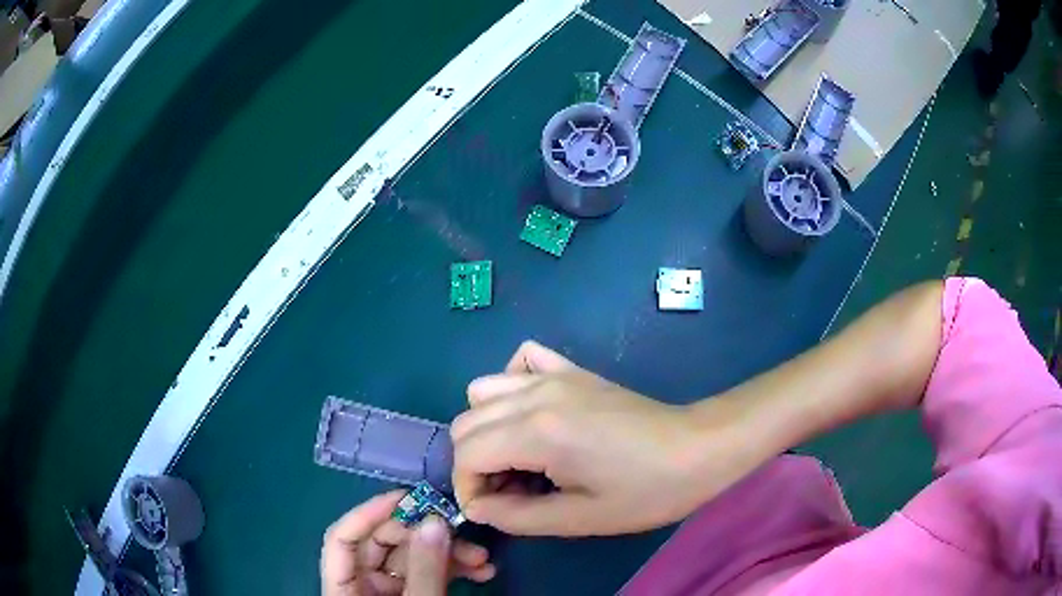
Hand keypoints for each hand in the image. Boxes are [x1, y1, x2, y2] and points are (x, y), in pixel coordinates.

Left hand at [321, 491, 494, 594]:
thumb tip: (433, 520)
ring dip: (447, 554)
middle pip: (381, 546)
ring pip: (410, 561)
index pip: (342, 540)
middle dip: (422, 536)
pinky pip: (426, 576)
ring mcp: (386, 595)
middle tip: (458, 531)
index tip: (409, 498)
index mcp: (342, 590)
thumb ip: (423, 571)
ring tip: (483, 558)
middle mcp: (360, 587)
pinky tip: (480, 572)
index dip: (369, 514)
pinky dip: (452, 570)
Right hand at [451, 342, 728, 536]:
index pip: (466, 455)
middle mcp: (535, 395)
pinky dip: (512, 386)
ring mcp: (554, 375)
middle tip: (508, 492)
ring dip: (486, 428)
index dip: (467, 489)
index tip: (492, 511)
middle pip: (466, 423)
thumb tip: (477, 509)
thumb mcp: (580, 518)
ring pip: (483, 391)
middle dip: (473, 464)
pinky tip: (533, 413)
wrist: (698, 448)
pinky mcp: (572, 370)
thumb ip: (518, 517)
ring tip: (518, 457)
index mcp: (536, 433)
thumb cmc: (647, 491)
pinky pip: (522, 361)